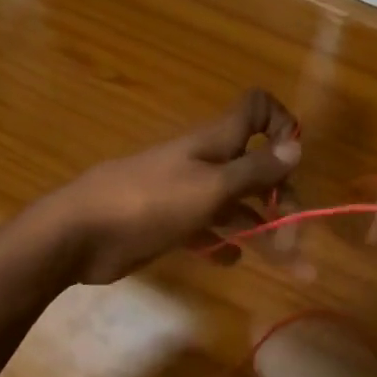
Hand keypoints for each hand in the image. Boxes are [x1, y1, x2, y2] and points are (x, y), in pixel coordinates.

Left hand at [46, 89, 301, 284]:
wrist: (79, 234)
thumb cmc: (149, 203)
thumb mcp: (210, 187)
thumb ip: (254, 169)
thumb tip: (296, 145)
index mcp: (216, 144)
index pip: (255, 110)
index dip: (280, 125)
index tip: (294, 160)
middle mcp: (205, 164)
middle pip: (256, 170)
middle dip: (283, 200)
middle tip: (296, 240)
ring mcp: (186, 195)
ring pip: (236, 208)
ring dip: (264, 232)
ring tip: (291, 266)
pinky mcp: (169, 224)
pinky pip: (207, 231)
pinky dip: (223, 243)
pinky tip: (231, 260)